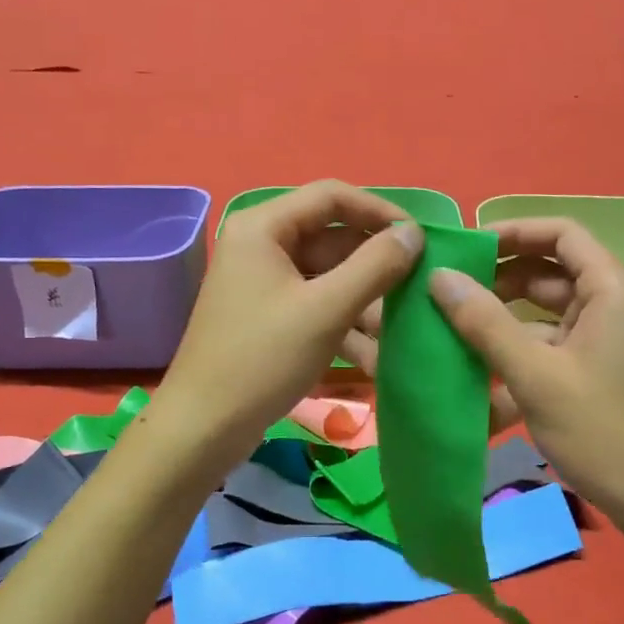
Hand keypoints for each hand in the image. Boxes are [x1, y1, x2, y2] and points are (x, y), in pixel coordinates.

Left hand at [151, 181, 422, 464]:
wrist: (203, 427)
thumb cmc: (263, 359)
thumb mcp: (326, 309)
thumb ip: (375, 265)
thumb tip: (413, 232)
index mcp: (264, 227)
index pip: (332, 196)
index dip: (379, 211)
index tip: (420, 238)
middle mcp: (261, 245)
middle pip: (332, 238)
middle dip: (375, 267)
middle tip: (418, 290)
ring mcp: (263, 283)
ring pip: (329, 276)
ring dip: (365, 302)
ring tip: (401, 331)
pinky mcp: (268, 316)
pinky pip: (316, 304)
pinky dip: (344, 324)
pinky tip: (376, 356)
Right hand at [421, 217, 623, 530]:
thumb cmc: (603, 431)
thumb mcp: (536, 375)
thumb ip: (485, 323)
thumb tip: (440, 277)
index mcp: (612, 290)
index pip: (561, 234)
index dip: (513, 231)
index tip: (465, 246)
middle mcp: (614, 304)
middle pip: (551, 270)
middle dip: (500, 275)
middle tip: (449, 287)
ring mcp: (607, 338)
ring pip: (548, 309)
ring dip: (505, 314)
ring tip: (453, 322)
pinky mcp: (599, 367)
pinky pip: (553, 341)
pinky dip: (520, 346)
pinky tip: (480, 364)